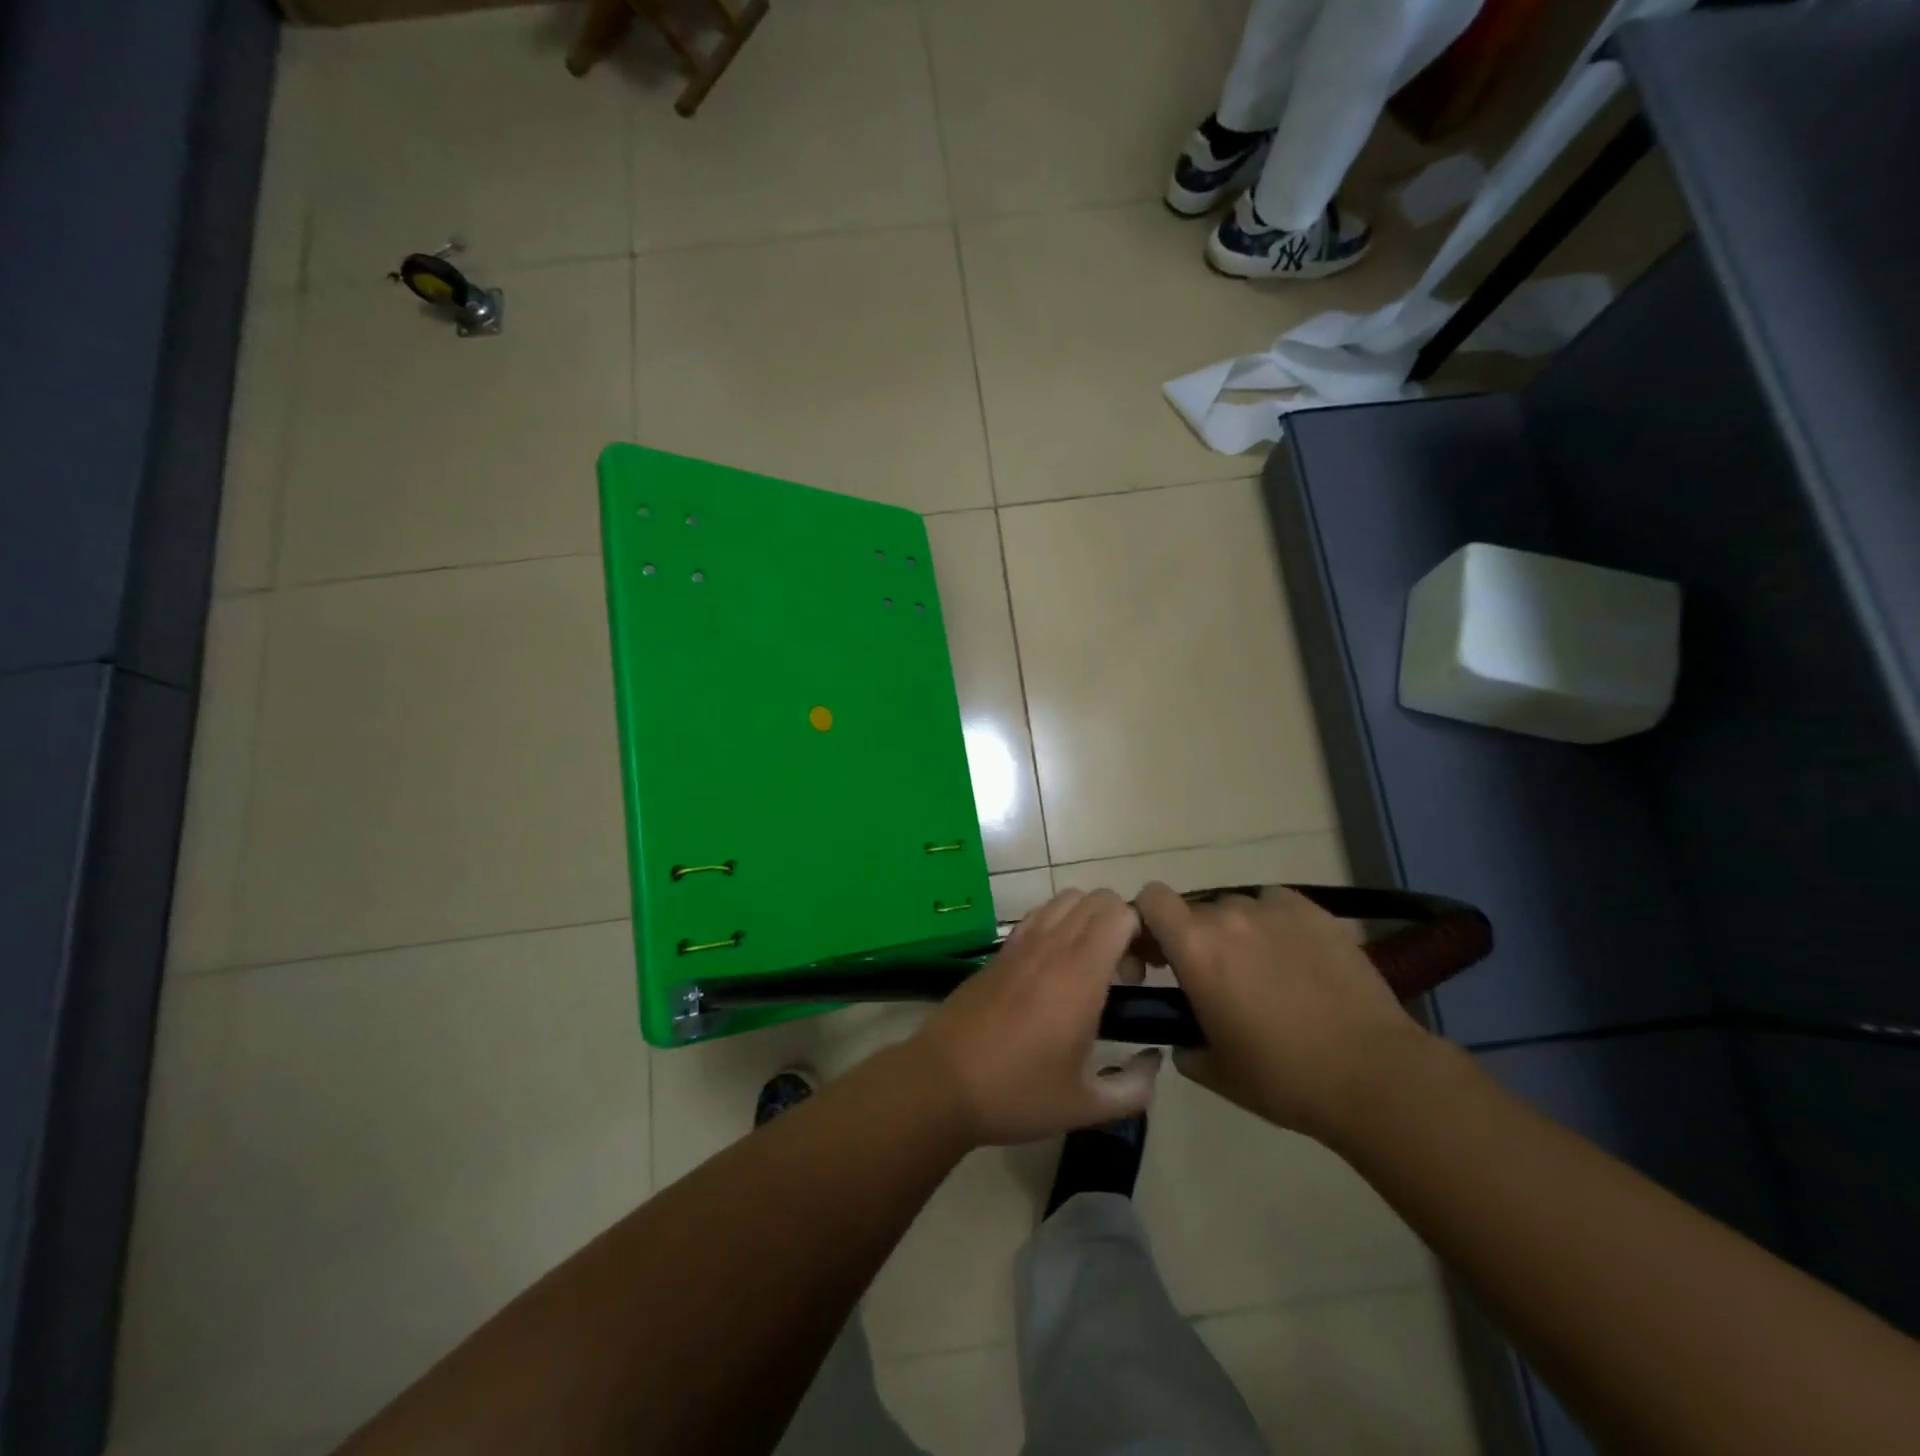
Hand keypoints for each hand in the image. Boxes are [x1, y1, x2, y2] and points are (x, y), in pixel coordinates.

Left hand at [911, 889, 1160, 1147]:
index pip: (1120, 914)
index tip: (1147, 971)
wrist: (941, 1083)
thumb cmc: (1017, 1094)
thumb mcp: (1086, 1106)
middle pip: (1098, 899)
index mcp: (1079, 974)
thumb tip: (1154, 1061)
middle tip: (1125, 973)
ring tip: (1092, 968)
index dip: (1144, 932)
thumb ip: (1135, 1087)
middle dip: (1122, 924)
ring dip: (1090, 920)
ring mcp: (1021, 943)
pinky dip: (1059, 924)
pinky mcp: (999, 951)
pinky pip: (1039, 915)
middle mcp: (1051, 945)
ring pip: (1067, 899)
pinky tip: (1056, 969)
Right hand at [1135, 882, 1428, 1140]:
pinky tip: (1298, 960)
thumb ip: (1185, 1047)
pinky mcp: (1318, 913)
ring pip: (1240, 907)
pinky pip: (1280, 906)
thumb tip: (1184, 1041)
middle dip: (1198, 938)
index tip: (1160, 956)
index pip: (1151, 898)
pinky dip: (1277, 925)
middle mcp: (1230, 915)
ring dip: (1239, 932)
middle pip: (1197, 909)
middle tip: (1216, 979)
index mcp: (1195, 946)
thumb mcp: (1216, 1072)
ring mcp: (1276, 909)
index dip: (1149, 921)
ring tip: (1264, 972)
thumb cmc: (1283, 1076)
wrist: (1373, 1074)